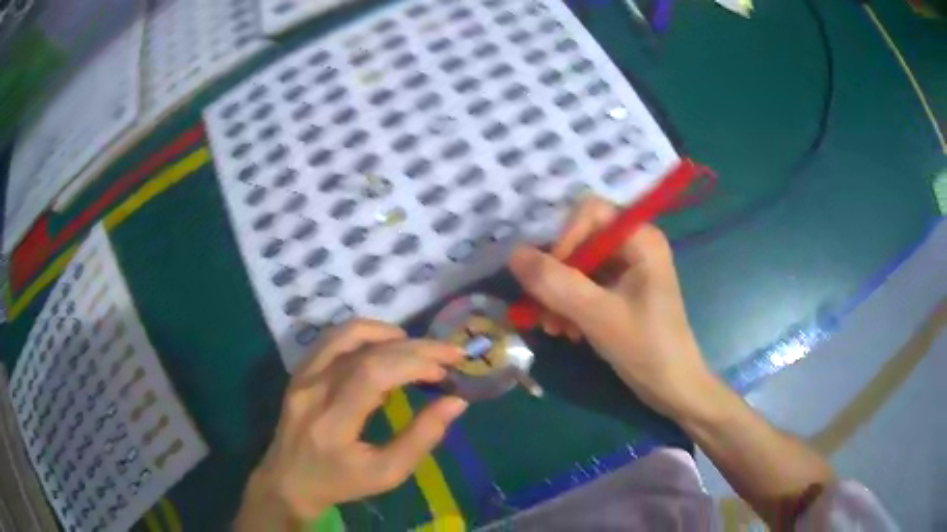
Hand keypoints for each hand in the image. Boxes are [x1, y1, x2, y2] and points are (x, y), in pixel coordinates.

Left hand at [236, 320, 466, 528]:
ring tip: (416, 346)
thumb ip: (422, 438)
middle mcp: (313, 390)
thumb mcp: (387, 473)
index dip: (414, 364)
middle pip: (365, 351)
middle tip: (447, 353)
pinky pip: (331, 340)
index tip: (445, 372)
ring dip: (386, 332)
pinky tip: (384, 345)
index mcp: (333, 422)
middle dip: (414, 347)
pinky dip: (363, 335)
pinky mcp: (299, 372)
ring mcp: (302, 376)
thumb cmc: (341, 483)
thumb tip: (456, 402)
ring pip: (344, 335)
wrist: (289, 481)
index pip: (373, 374)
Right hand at [508, 196, 713, 418]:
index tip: (548, 278)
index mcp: (640, 238)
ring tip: (553, 328)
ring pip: (578, 266)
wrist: (673, 388)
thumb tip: (513, 253)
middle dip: (557, 276)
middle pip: (580, 241)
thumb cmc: (646, 347)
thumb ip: (555, 283)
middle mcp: (634, 246)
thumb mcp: (597, 315)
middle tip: (541, 309)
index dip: (564, 239)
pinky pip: (586, 287)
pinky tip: (567, 333)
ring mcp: (628, 270)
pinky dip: (571, 307)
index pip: (589, 213)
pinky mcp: (622, 292)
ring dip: (560, 296)